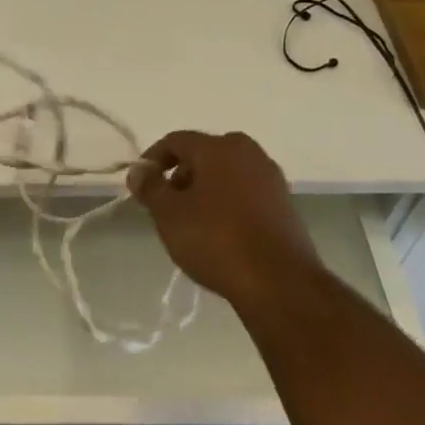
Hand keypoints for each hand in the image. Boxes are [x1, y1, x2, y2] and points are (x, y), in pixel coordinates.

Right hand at [128, 130, 320, 314]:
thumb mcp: (169, 215)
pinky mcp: (285, 204)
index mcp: (219, 147)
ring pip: (226, 173)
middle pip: (203, 154)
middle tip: (166, 206)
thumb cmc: (217, 241)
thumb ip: (150, 187)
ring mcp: (271, 177)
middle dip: (180, 175)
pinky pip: (246, 192)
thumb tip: (139, 170)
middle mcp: (249, 152)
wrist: (280, 283)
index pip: (175, 141)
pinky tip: (220, 233)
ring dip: (204, 190)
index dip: (152, 159)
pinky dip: (227, 203)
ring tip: (191, 223)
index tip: (140, 186)